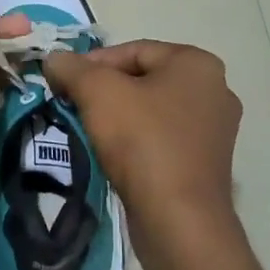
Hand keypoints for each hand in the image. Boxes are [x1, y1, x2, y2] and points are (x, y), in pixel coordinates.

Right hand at [45, 40, 242, 245]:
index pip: (134, 50)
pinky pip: (163, 139)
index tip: (63, 83)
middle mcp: (215, 90)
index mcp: (198, 63)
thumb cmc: (142, 142)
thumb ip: (73, 68)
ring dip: (118, 116)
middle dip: (104, 90)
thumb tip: (54, 58)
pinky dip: (137, 141)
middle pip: (143, 79)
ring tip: (88, 130)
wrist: (178, 220)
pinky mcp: (206, 163)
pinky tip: (114, 155)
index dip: (92, 63)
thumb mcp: (98, 93)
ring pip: (152, 110)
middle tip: (72, 105)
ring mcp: (215, 130)